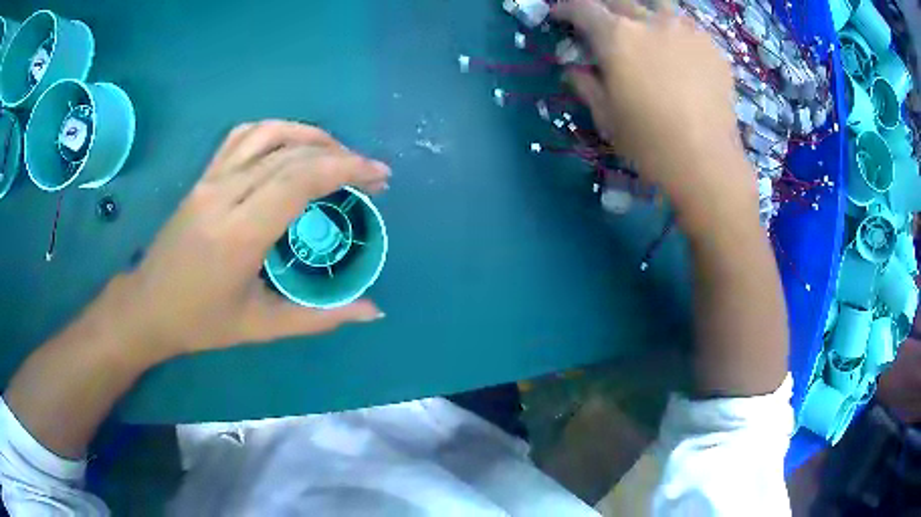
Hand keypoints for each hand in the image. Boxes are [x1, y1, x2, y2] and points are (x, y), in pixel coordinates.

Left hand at [98, 121, 389, 361]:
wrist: (147, 306)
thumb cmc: (201, 323)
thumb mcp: (261, 327)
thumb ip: (319, 317)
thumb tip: (373, 311)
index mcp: (239, 234)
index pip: (299, 179)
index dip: (346, 168)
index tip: (378, 175)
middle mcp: (224, 195)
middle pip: (290, 153)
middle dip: (339, 155)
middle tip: (369, 174)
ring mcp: (210, 180)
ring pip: (267, 134)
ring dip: (310, 135)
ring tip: (336, 154)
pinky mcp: (203, 176)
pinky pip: (242, 137)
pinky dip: (276, 131)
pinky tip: (292, 145)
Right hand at [555, 0, 756, 228]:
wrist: (708, 163)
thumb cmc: (650, 144)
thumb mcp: (606, 118)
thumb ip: (586, 85)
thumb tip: (574, 68)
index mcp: (616, 36)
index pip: (583, 7)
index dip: (567, 9)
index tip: (561, 16)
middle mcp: (650, 21)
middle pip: (620, 0)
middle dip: (604, 8)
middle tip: (602, 24)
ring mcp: (686, 30)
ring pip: (658, 5)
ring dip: (644, 13)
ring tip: (646, 30)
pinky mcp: (712, 46)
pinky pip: (687, 25)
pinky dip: (675, 31)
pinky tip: (678, 51)